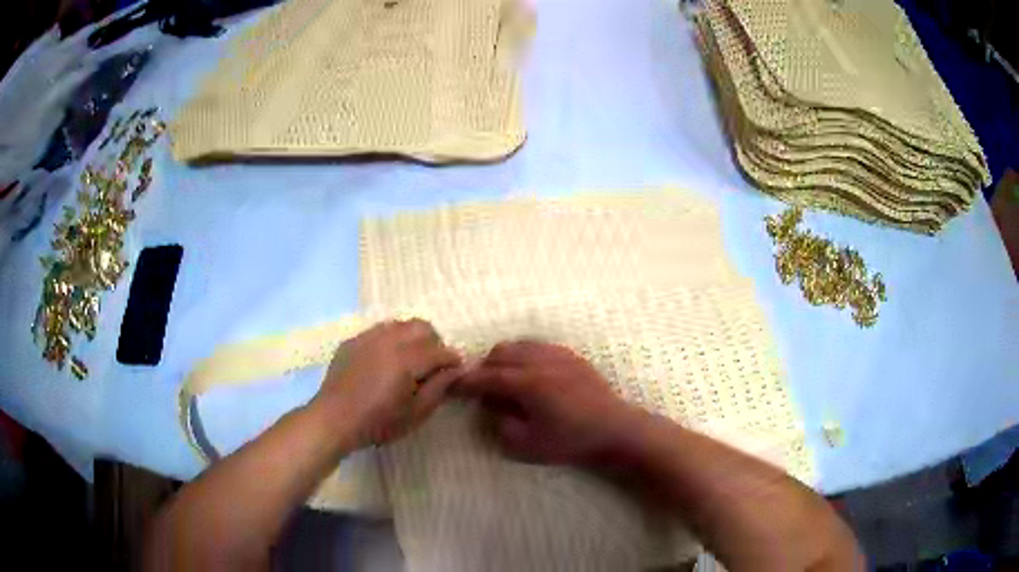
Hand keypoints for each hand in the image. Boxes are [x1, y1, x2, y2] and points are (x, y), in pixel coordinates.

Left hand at [311, 319, 462, 447]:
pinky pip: (379, 330)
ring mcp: (367, 337)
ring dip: (412, 338)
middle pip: (422, 327)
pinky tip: (385, 361)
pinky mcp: (353, 341)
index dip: (452, 360)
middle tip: (433, 365)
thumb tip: (455, 371)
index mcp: (406, 359)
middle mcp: (388, 340)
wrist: (333, 419)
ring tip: (410, 361)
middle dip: (434, 342)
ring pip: (400, 325)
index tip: (456, 370)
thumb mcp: (415, 413)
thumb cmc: (377, 422)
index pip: (439, 351)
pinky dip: (390, 340)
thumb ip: (438, 388)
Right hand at [459, 341, 635, 465]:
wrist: (615, 430)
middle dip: (484, 367)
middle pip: (501, 353)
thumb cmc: (571, 441)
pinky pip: (539, 346)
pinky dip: (524, 355)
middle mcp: (541, 361)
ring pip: (520, 345)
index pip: (488, 377)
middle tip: (480, 387)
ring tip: (503, 378)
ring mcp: (559, 355)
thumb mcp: (527, 445)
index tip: (453, 386)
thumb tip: (494, 408)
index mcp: (528, 383)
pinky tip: (529, 372)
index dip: (467, 382)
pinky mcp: (572, 356)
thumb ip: (501, 425)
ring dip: (503, 358)